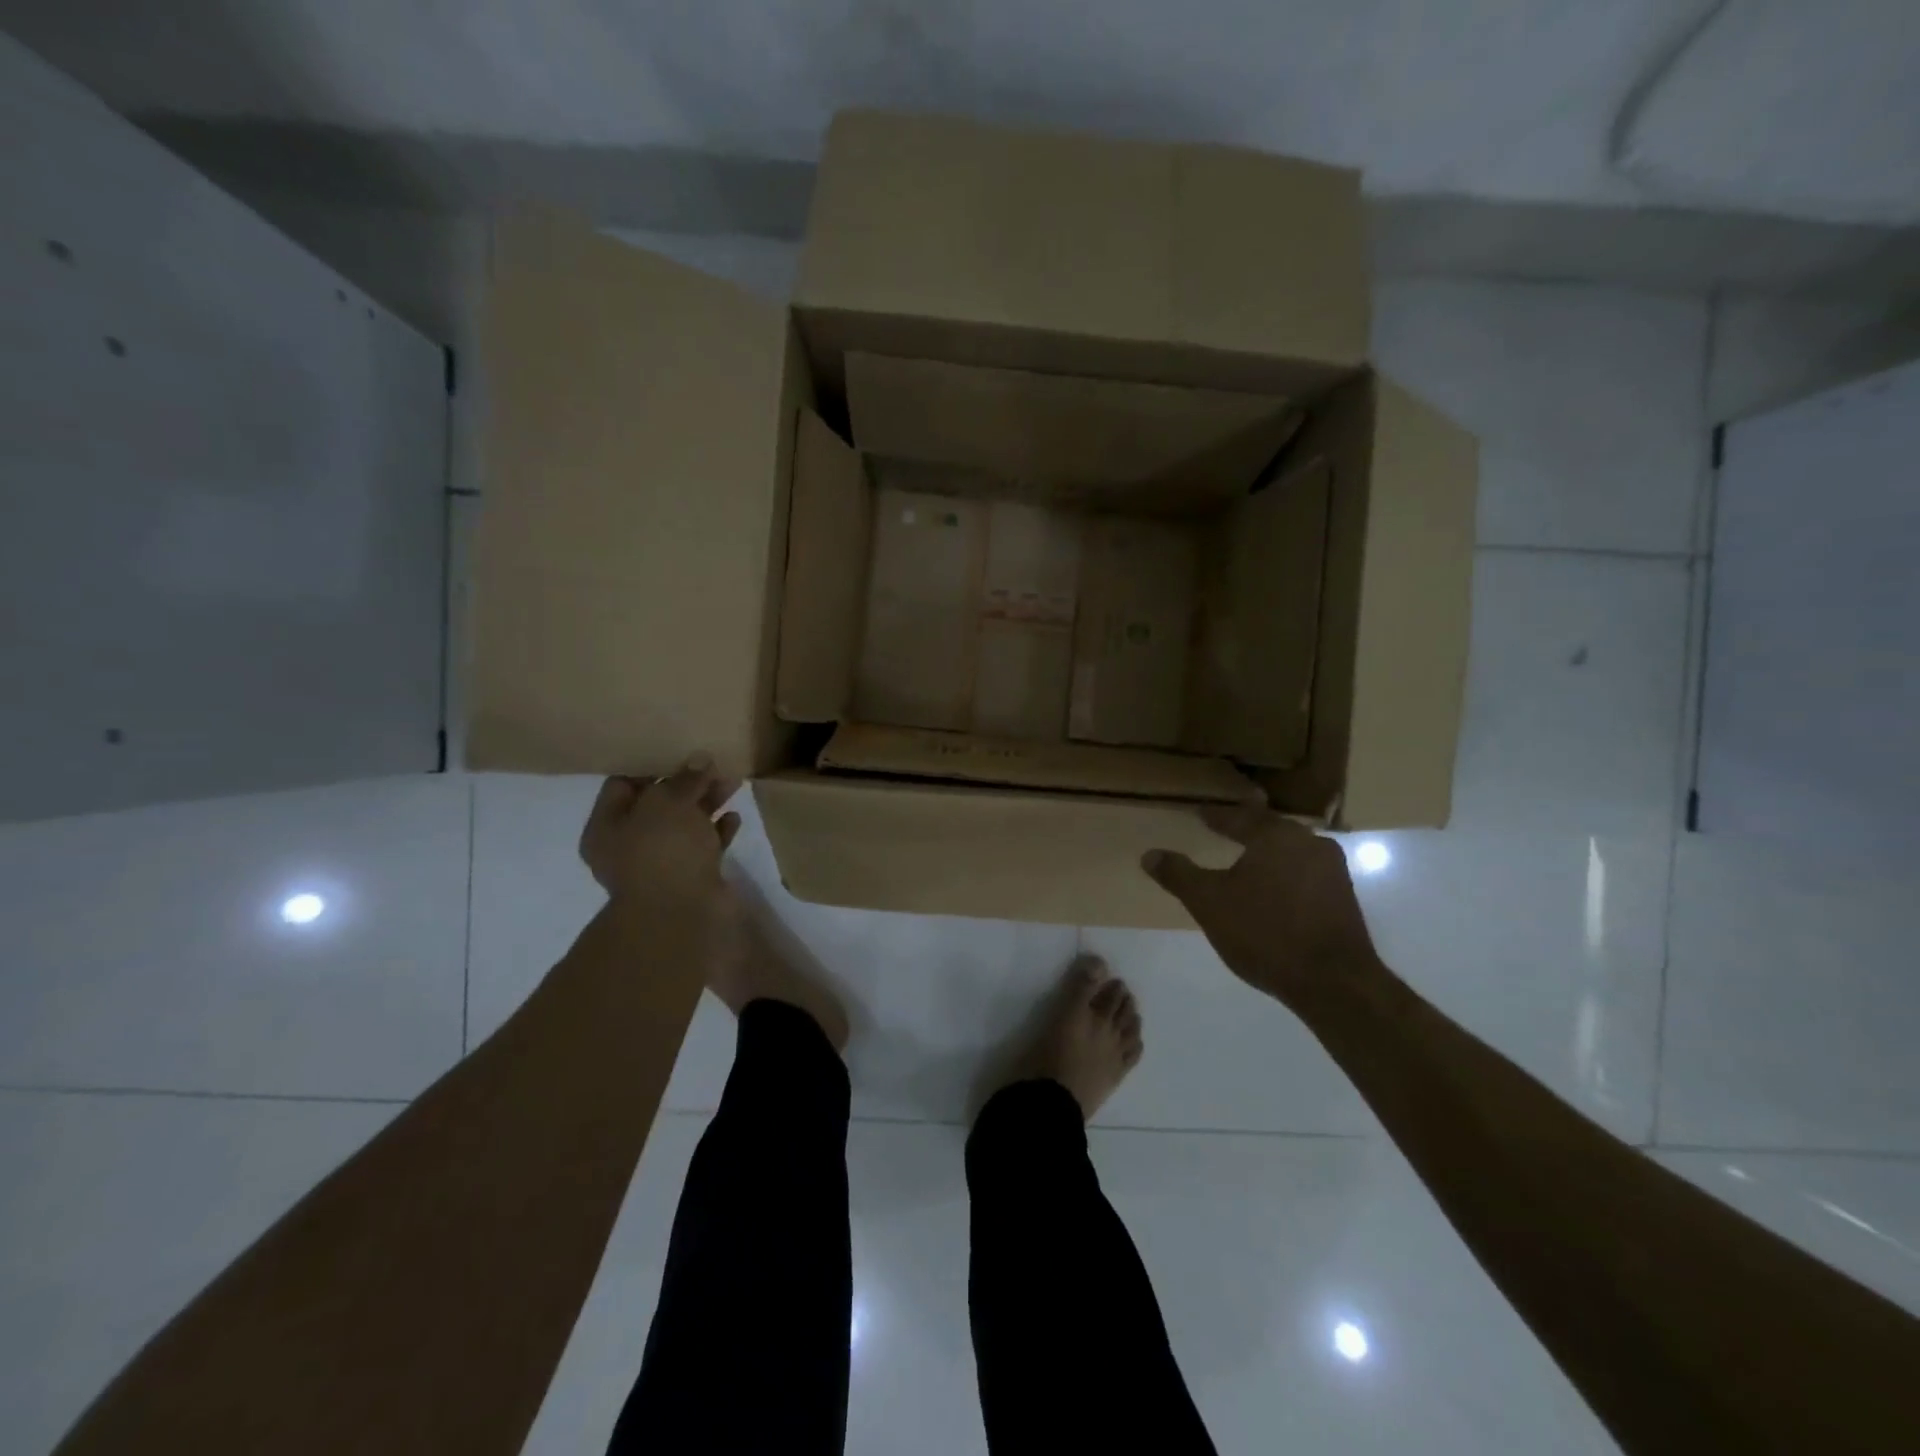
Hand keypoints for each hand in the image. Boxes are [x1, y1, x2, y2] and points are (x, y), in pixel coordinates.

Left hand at [578, 755, 741, 908]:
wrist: (680, 915)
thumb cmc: (662, 851)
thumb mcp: (669, 803)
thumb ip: (685, 779)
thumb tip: (699, 759)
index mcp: (607, 827)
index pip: (623, 785)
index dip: (652, 765)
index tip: (680, 749)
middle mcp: (629, 846)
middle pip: (659, 805)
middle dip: (687, 784)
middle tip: (714, 764)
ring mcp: (661, 864)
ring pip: (685, 826)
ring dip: (707, 805)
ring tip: (733, 783)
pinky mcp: (690, 878)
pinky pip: (704, 847)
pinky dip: (718, 831)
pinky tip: (734, 817)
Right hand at [1142, 804, 1387, 1013]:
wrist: (1332, 981)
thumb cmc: (1264, 932)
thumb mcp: (1208, 903)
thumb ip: (1179, 875)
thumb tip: (1149, 854)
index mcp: (1275, 836)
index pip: (1238, 817)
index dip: (1216, 816)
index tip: (1200, 814)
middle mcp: (1308, 842)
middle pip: (1269, 828)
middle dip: (1246, 828)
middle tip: (1225, 827)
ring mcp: (1332, 870)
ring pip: (1291, 850)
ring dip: (1268, 851)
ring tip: (1248, 857)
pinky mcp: (1344, 897)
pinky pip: (1305, 872)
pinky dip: (1285, 873)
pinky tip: (1274, 888)